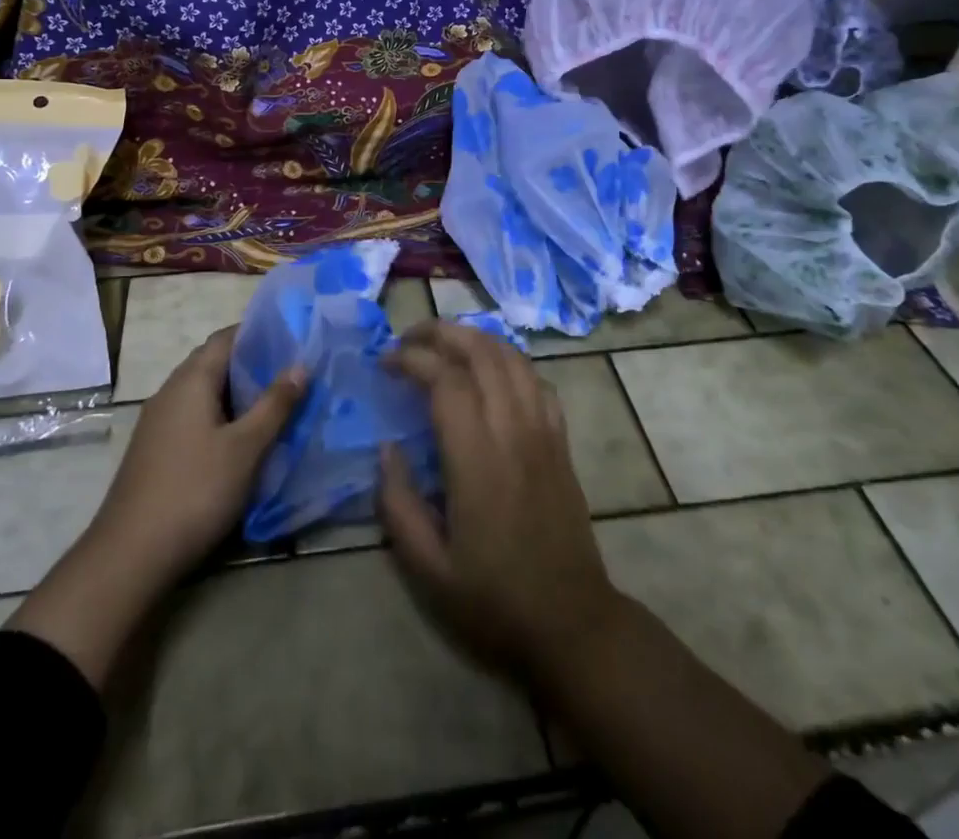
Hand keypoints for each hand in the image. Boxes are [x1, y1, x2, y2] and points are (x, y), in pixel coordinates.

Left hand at [88, 324, 306, 582]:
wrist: (131, 554)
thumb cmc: (195, 490)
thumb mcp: (246, 448)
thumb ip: (274, 405)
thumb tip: (300, 365)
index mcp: (191, 380)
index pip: (225, 337)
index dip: (258, 333)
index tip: (292, 339)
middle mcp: (171, 391)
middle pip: (214, 362)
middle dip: (251, 364)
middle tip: (291, 373)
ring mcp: (158, 421)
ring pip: (203, 392)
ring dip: (236, 393)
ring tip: (274, 403)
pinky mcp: (155, 448)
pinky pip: (193, 415)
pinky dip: (220, 416)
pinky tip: (240, 438)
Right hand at [378, 321, 619, 678]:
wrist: (573, 625)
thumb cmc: (494, 601)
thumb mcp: (428, 569)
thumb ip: (398, 503)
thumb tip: (387, 448)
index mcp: (477, 460)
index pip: (445, 380)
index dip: (412, 359)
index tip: (385, 363)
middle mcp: (514, 432)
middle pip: (481, 352)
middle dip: (440, 333)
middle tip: (408, 339)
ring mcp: (544, 433)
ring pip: (512, 358)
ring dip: (475, 338)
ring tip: (442, 343)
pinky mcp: (561, 441)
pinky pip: (537, 380)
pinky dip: (509, 361)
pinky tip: (489, 372)